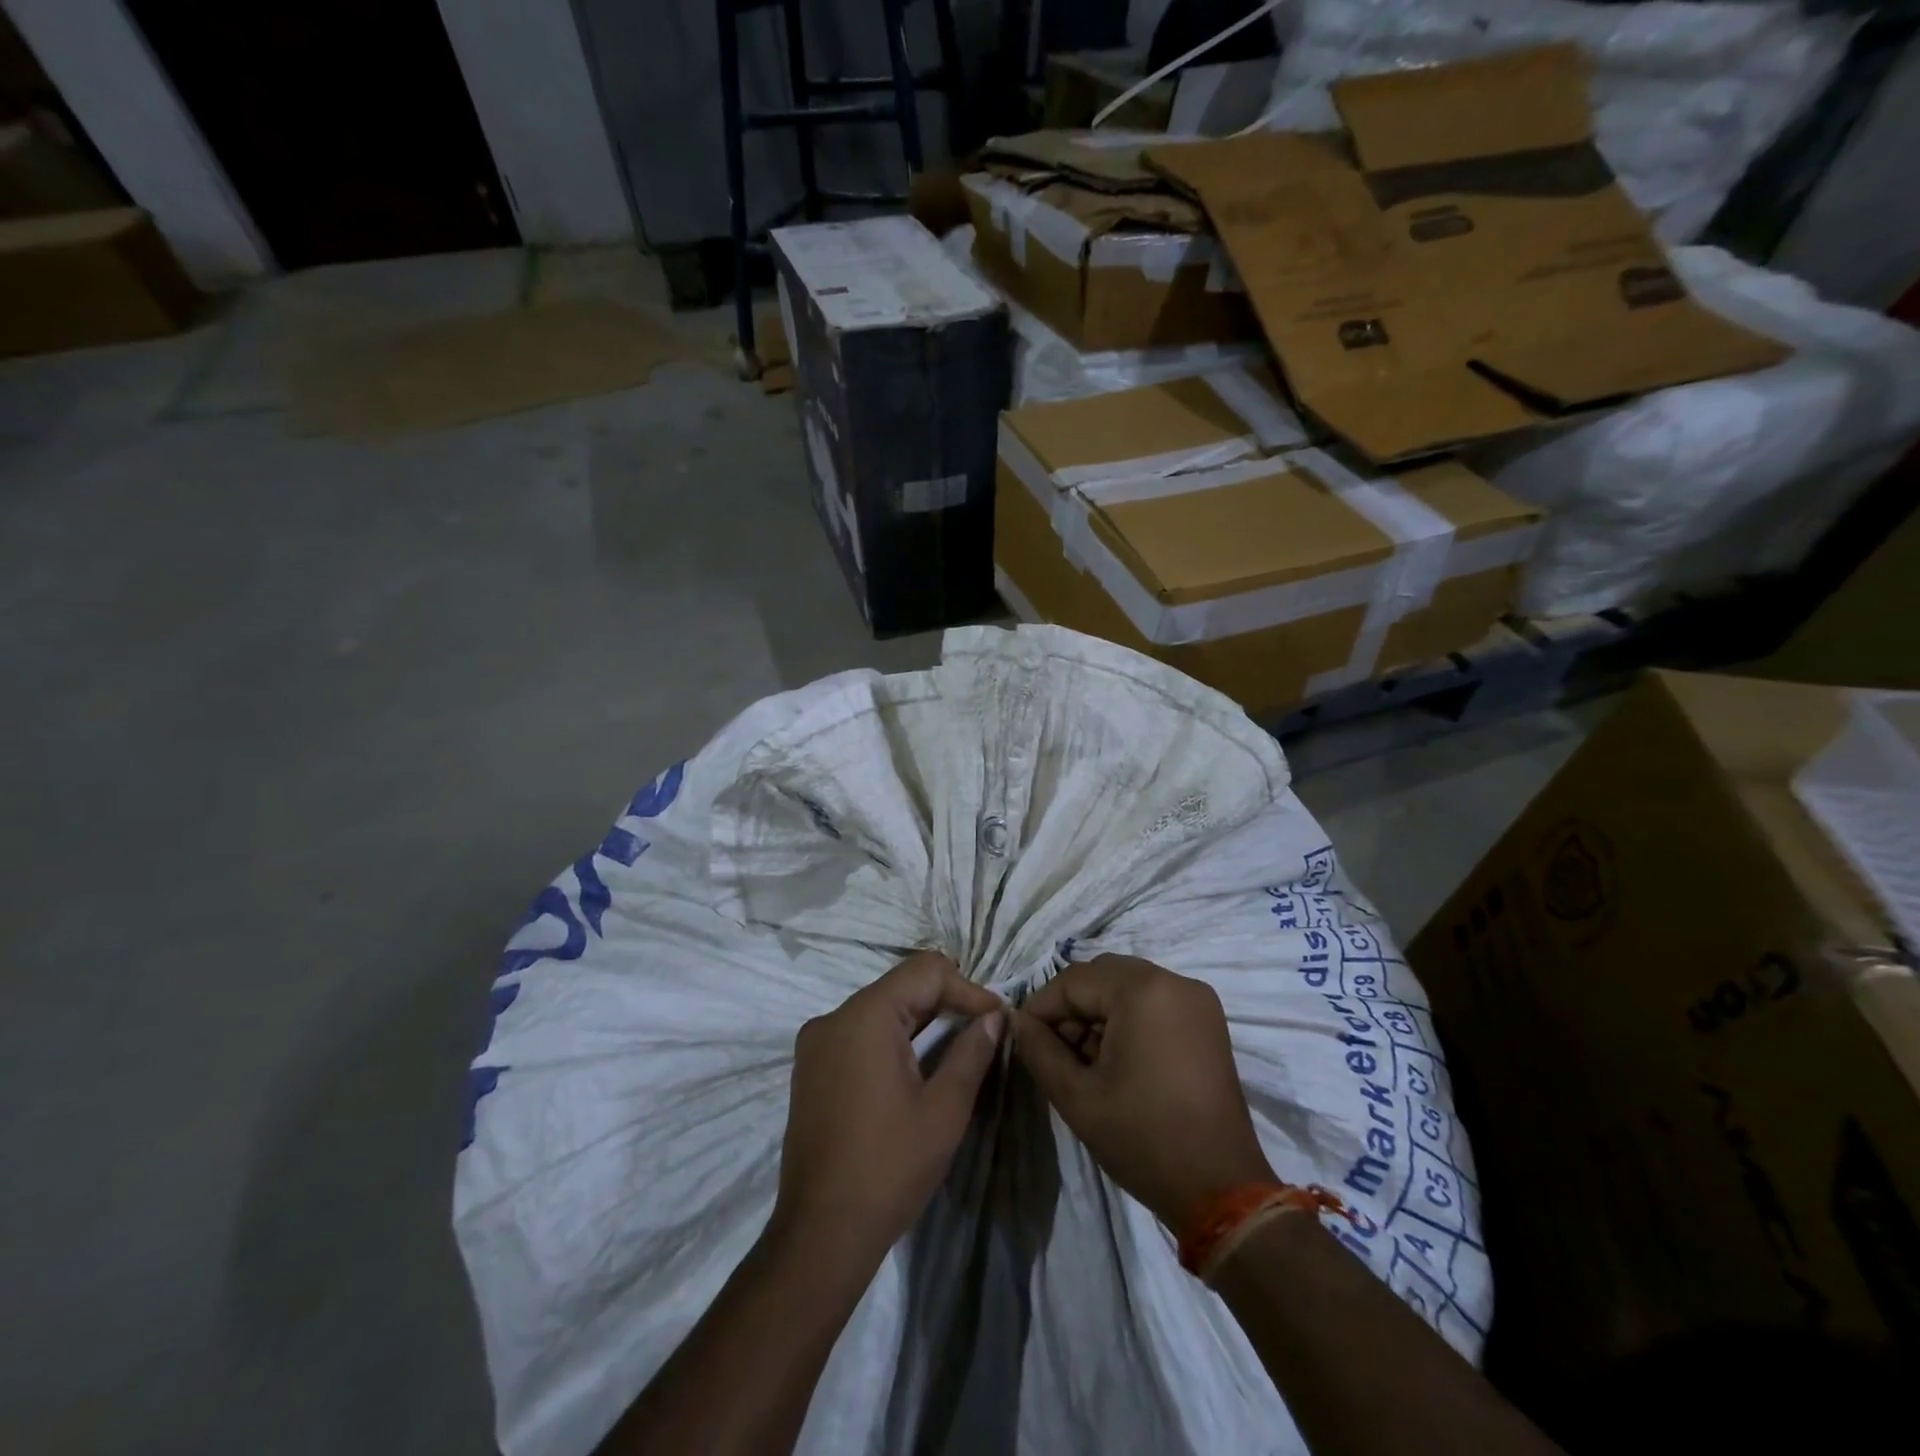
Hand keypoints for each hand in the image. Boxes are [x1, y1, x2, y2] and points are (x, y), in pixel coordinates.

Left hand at [775, 951, 1005, 1259]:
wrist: (820, 1234)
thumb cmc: (889, 1168)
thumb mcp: (944, 1110)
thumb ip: (972, 1052)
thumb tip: (995, 1017)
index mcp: (866, 1016)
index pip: (926, 971)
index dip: (967, 989)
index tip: (996, 1020)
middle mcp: (834, 1017)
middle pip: (901, 985)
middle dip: (946, 1002)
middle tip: (983, 1033)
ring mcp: (816, 1042)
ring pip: (880, 1008)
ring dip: (921, 1020)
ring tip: (956, 1049)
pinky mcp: (810, 1068)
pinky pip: (859, 1032)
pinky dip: (892, 1038)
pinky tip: (915, 1068)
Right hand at [1012, 955, 1273, 1227]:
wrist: (1222, 1190)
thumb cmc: (1144, 1139)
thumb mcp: (1077, 1097)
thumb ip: (1040, 1049)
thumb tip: (1017, 1020)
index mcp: (1143, 990)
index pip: (1074, 980)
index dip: (1042, 1007)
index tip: (1024, 1038)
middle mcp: (1174, 981)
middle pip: (1102, 976)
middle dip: (1071, 1008)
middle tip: (1054, 1051)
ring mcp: (1196, 999)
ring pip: (1127, 987)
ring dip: (1098, 1013)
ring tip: (1083, 1060)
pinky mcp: (1207, 1020)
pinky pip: (1153, 1001)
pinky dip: (1127, 1019)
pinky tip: (1115, 1059)